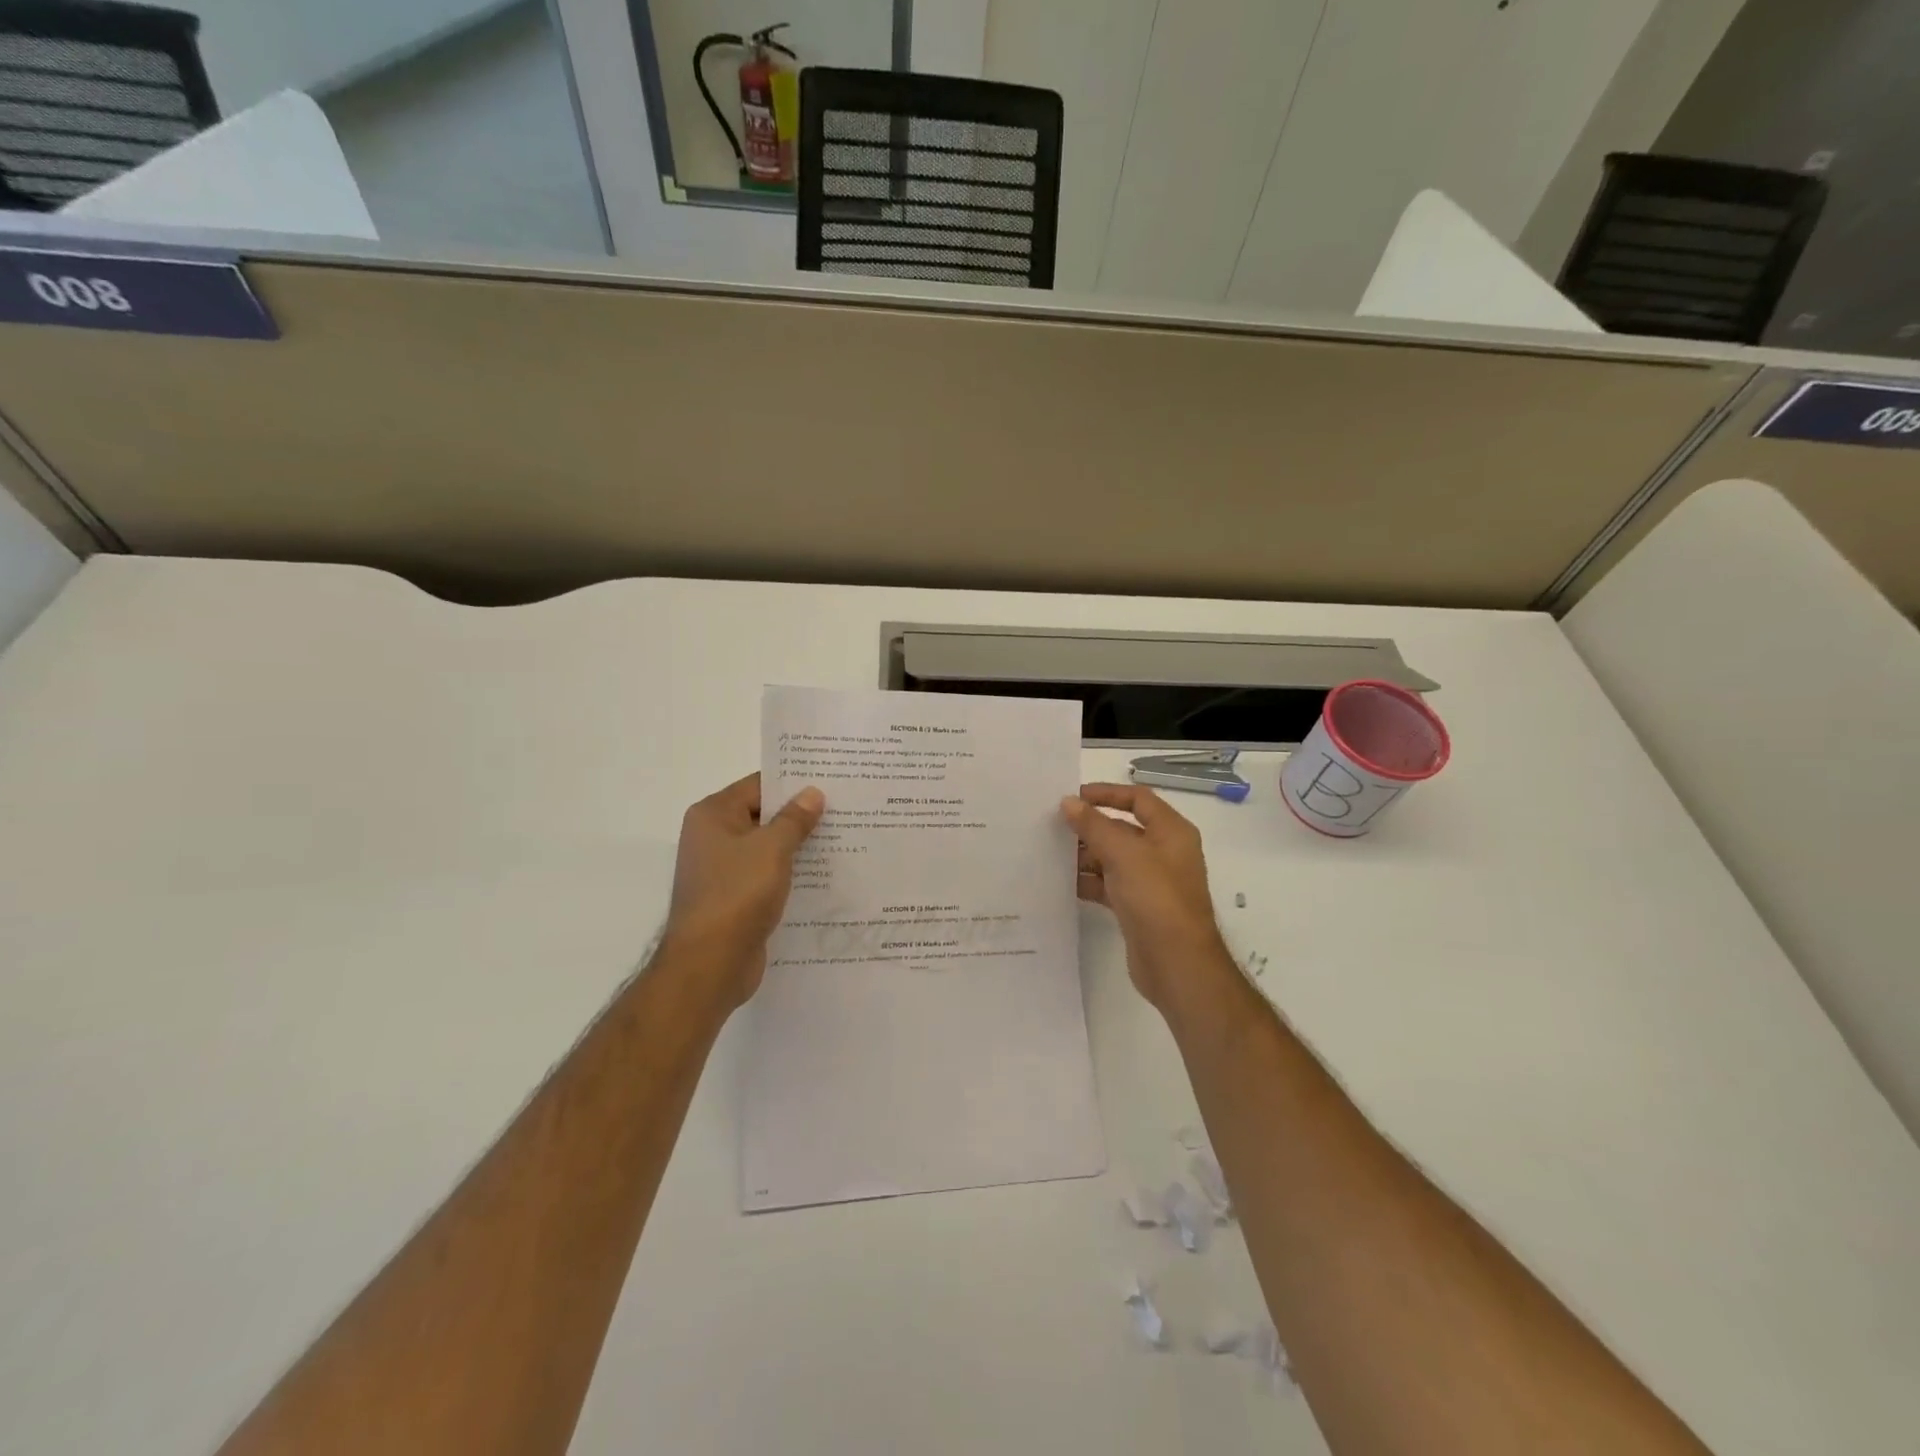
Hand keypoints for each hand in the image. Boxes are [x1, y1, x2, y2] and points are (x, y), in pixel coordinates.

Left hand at [663, 774, 824, 1006]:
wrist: (710, 964)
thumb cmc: (737, 894)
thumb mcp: (772, 849)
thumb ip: (794, 819)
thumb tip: (812, 793)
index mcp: (713, 815)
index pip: (758, 785)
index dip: (793, 783)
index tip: (830, 781)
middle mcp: (712, 837)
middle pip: (763, 815)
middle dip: (800, 815)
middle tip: (844, 808)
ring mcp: (722, 870)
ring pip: (767, 847)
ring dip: (798, 845)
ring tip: (843, 838)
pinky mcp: (735, 898)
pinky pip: (767, 875)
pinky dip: (790, 872)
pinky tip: (824, 874)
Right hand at [1062, 784, 1232, 1012]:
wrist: (1176, 963)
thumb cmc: (1156, 898)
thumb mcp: (1123, 854)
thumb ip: (1094, 826)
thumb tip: (1068, 802)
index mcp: (1171, 832)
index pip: (1138, 799)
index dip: (1107, 793)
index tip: (1073, 796)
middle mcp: (1163, 852)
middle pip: (1123, 829)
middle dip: (1090, 827)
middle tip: (1053, 826)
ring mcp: (1151, 882)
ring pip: (1113, 858)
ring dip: (1085, 855)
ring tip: (1050, 853)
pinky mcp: (1138, 907)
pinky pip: (1109, 885)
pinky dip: (1089, 881)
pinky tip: (1063, 883)